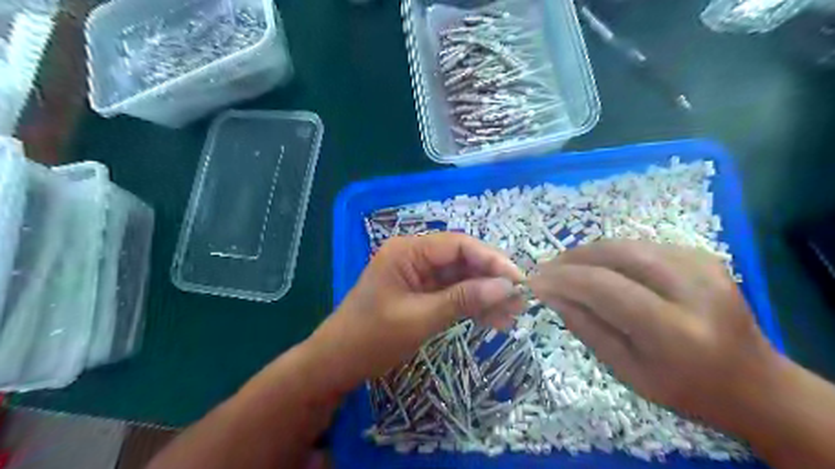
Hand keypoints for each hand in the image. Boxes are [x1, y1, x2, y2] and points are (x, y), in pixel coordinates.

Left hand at [301, 234, 520, 395]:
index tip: (519, 281)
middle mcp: (414, 257)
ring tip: (512, 317)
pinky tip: (492, 321)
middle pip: (462, 261)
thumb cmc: (371, 338)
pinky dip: (471, 305)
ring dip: (485, 295)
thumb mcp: (419, 318)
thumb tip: (507, 288)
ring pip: (460, 278)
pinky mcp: (420, 293)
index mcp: (408, 251)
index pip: (458, 245)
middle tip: (520, 302)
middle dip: (491, 280)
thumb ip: (463, 299)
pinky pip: (452, 293)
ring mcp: (417, 276)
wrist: (336, 364)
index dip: (491, 260)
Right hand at [527, 242, 783, 432]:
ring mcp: (702, 265)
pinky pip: (642, 245)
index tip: (534, 281)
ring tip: (565, 267)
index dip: (562, 279)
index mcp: (674, 331)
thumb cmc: (686, 389)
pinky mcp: (702, 255)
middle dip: (572, 258)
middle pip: (616, 254)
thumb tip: (550, 293)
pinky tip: (598, 267)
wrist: (756, 383)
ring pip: (627, 244)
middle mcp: (693, 288)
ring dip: (588, 252)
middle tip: (547, 270)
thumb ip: (586, 327)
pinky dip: (611, 253)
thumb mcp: (626, 371)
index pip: (603, 287)